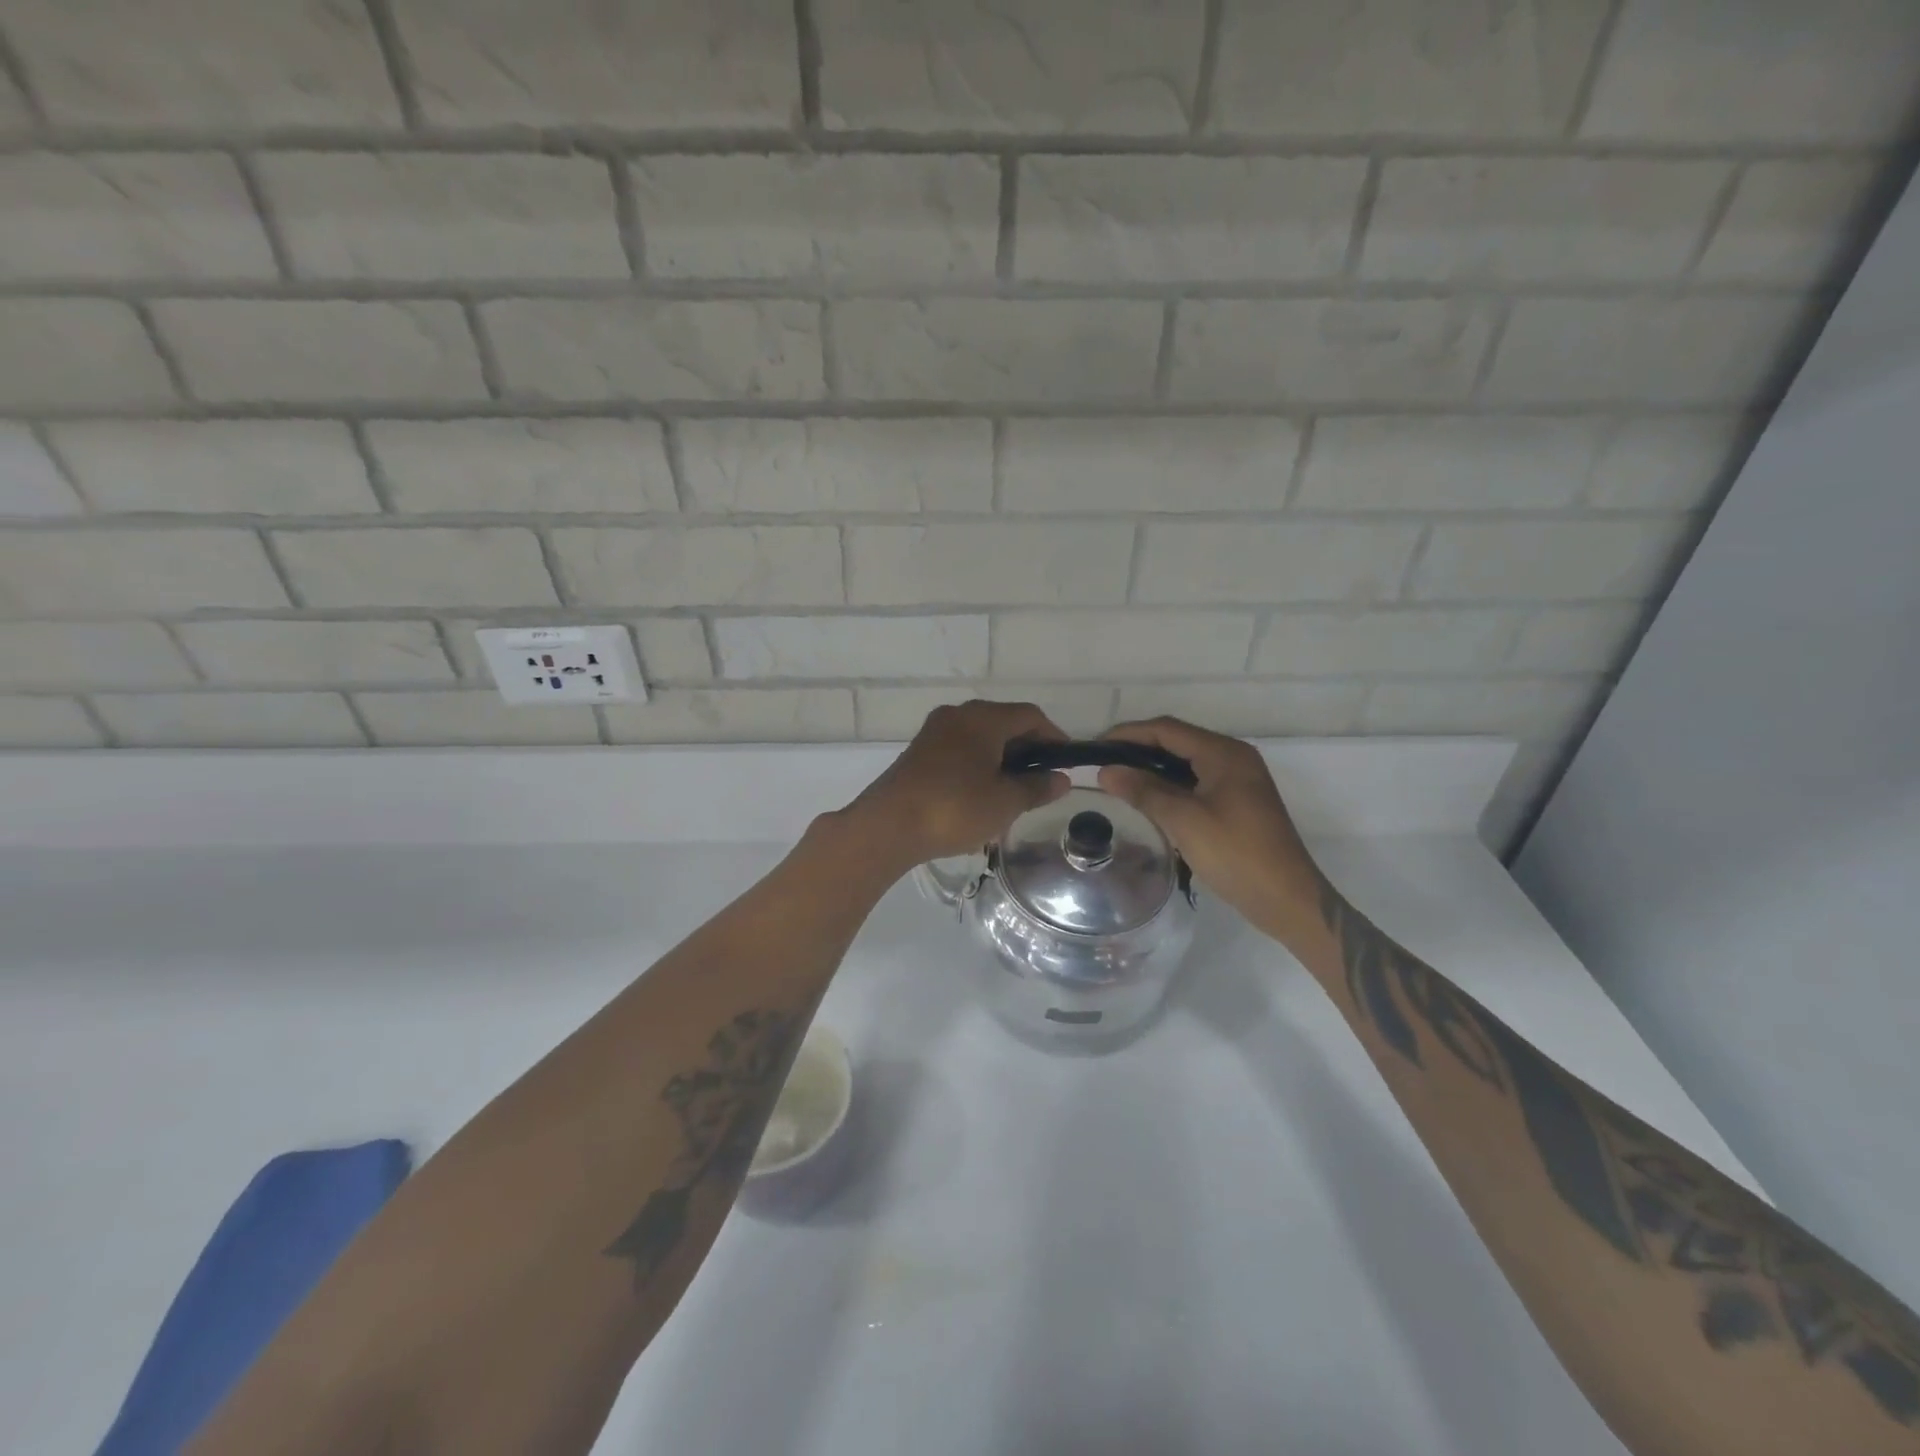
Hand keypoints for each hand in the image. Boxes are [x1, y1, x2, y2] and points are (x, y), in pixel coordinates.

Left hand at [846, 700, 1070, 865]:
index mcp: (983, 718)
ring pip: (980, 738)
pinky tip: (981, 795)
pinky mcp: (919, 752)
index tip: (1066, 763)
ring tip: (1013, 792)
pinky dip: (978, 765)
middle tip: (1042, 780)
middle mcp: (958, 715)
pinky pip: (959, 750)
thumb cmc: (955, 808)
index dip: (1054, 736)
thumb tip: (1060, 779)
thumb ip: (1037, 787)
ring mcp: (934, 732)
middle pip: (1003, 723)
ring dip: (1001, 759)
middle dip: (1027, 749)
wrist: (888, 825)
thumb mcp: (1005, 802)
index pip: (1030, 715)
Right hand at [1096, 717, 1324, 944]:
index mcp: (1224, 753)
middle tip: (1102, 765)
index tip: (1095, 748)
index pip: (1167, 729)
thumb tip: (1106, 771)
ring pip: (1185, 763)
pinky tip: (1148, 800)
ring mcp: (1238, 780)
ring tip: (1118, 781)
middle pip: (1177, 741)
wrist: (1286, 899)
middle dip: (1138, 749)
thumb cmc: (1235, 854)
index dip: (1128, 734)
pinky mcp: (1237, 801)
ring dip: (1152, 769)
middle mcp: (1233, 757)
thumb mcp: (1184, 821)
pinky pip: (1196, 782)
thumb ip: (1144, 791)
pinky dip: (1169, 785)